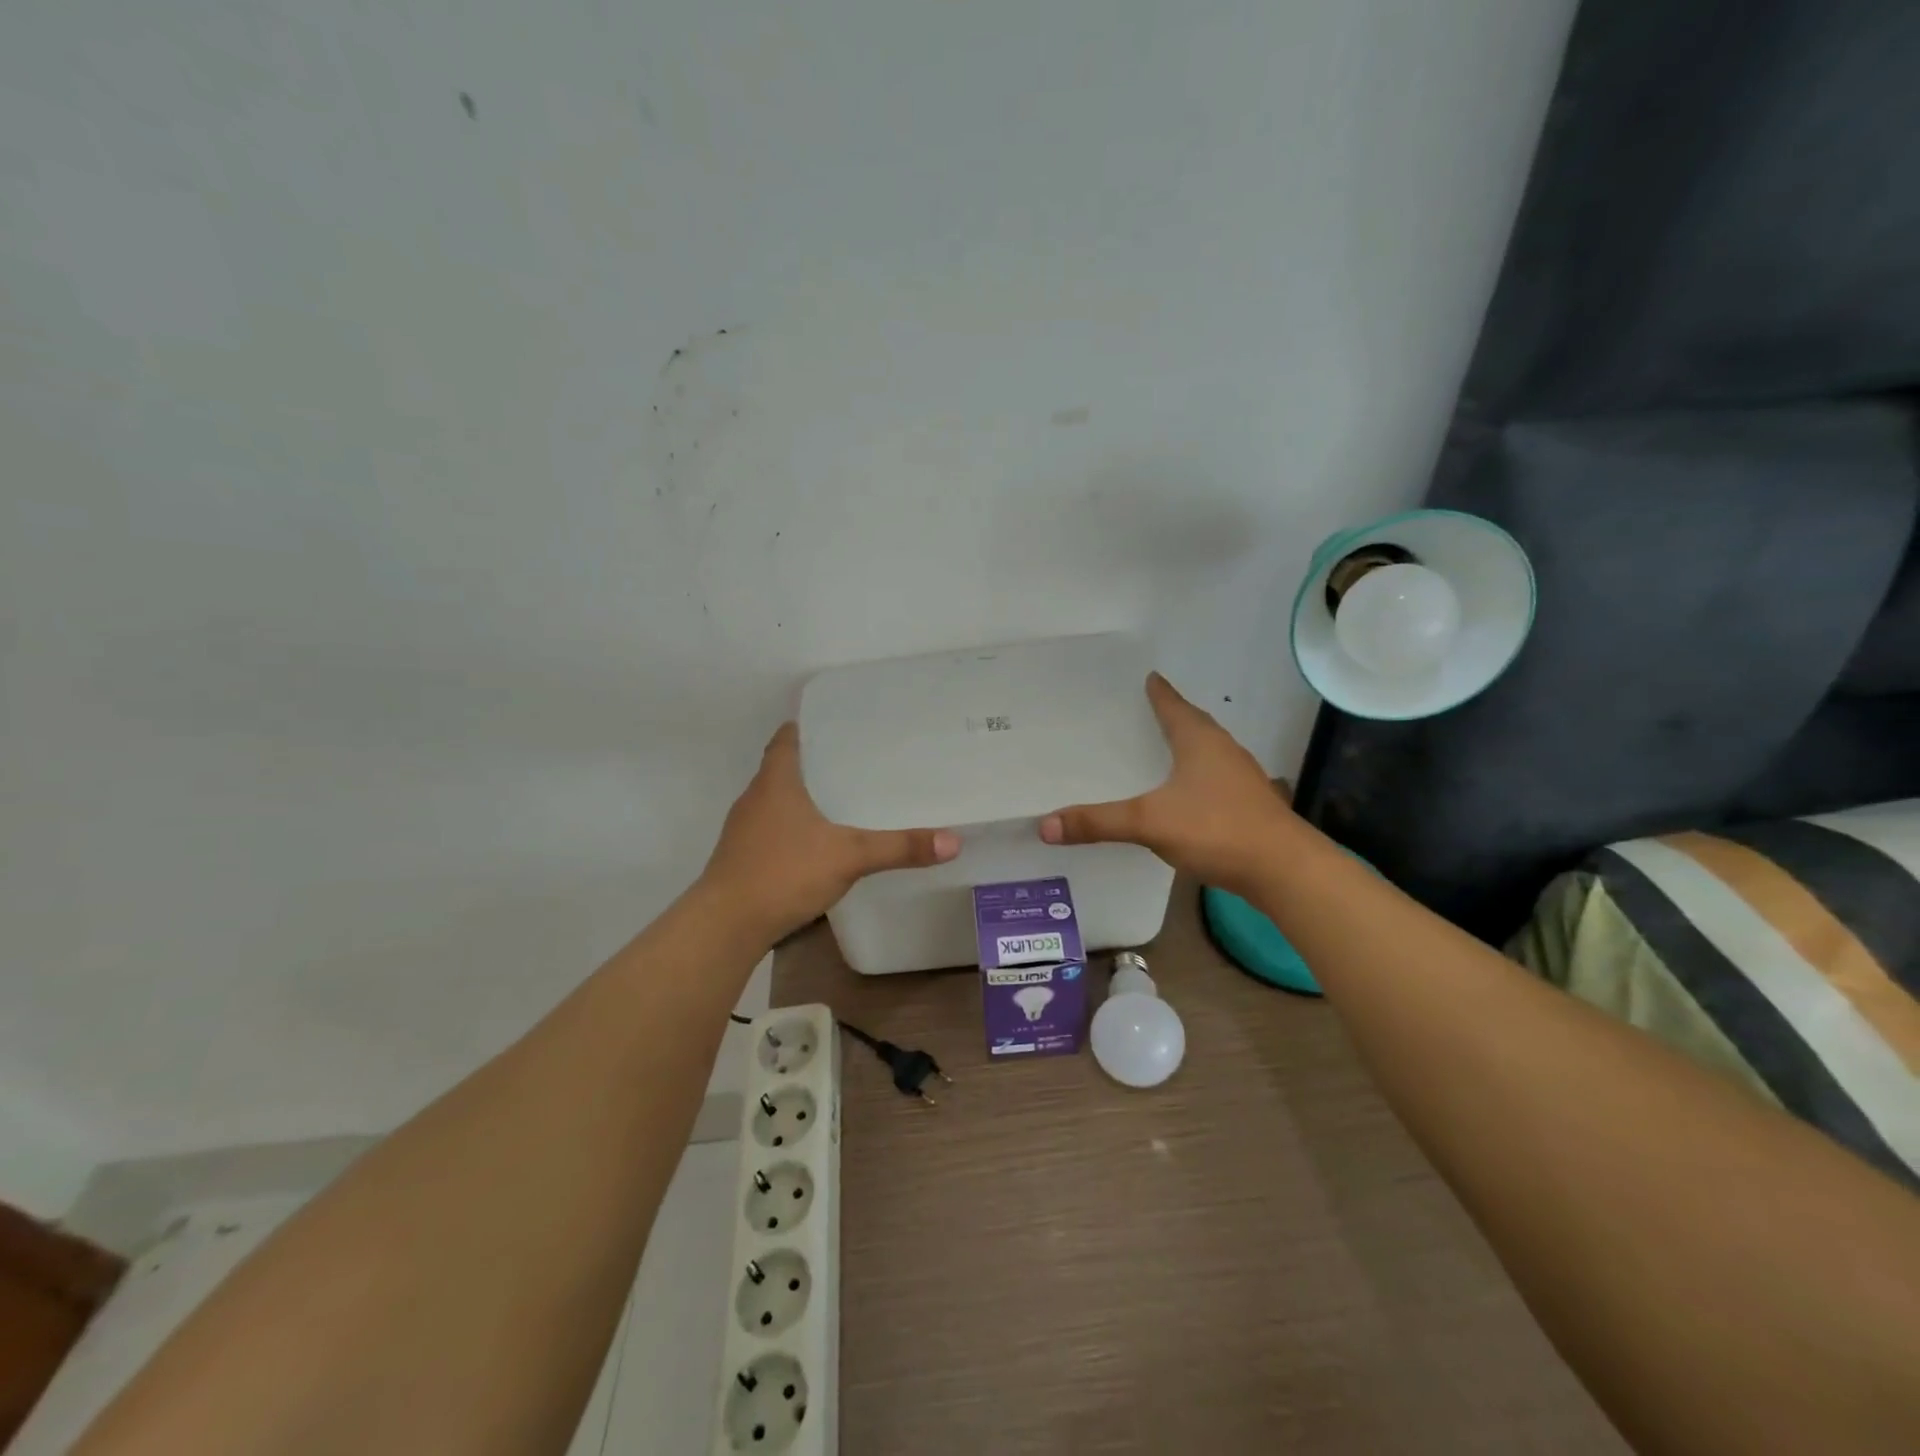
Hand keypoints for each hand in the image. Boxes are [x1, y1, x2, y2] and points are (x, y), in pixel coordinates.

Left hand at [703, 723, 960, 941]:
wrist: (726, 925)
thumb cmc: (783, 872)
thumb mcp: (849, 856)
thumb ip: (900, 847)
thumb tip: (953, 840)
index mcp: (775, 781)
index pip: (786, 738)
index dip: (808, 727)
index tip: (838, 726)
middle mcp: (755, 797)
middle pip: (783, 767)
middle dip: (816, 763)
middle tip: (857, 762)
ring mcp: (744, 829)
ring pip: (777, 800)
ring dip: (804, 796)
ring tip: (844, 800)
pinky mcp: (742, 857)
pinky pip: (773, 828)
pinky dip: (794, 827)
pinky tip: (819, 843)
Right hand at [1039, 673, 1293, 892]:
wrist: (1283, 870)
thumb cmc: (1217, 829)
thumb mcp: (1149, 823)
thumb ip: (1098, 823)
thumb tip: (1045, 825)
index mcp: (1200, 741)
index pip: (1174, 706)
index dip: (1159, 692)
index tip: (1148, 677)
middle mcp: (1223, 751)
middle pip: (1193, 724)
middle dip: (1171, 716)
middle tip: (1144, 712)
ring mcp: (1240, 778)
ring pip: (1207, 752)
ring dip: (1185, 746)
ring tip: (1160, 749)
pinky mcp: (1247, 805)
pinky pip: (1213, 778)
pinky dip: (1194, 776)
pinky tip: (1182, 794)